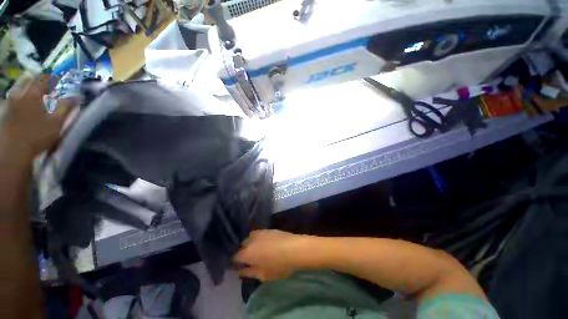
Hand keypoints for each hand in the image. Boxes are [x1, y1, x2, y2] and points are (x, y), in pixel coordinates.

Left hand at [1, 74, 75, 159]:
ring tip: (34, 95)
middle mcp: (19, 94)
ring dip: (27, 88)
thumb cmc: (37, 136)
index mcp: (33, 95)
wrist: (13, 151)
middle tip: (45, 86)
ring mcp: (10, 102)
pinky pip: (13, 98)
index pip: (43, 78)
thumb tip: (77, 97)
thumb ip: (66, 108)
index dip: (51, 77)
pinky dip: (20, 97)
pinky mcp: (5, 111)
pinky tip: (23, 104)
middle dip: (37, 81)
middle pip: (28, 80)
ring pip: (19, 88)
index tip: (58, 80)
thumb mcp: (56, 123)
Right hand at [234, 230, 311, 281]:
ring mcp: (260, 232)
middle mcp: (251, 239)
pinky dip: (258, 239)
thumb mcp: (263, 275)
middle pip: (242, 245)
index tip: (239, 266)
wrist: (295, 248)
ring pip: (250, 238)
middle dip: (243, 251)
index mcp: (247, 252)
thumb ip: (249, 272)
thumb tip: (241, 271)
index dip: (236, 262)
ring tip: (257, 251)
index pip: (235, 256)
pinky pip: (259, 234)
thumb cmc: (279, 265)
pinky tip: (265, 244)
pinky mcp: (268, 229)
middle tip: (249, 259)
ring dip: (251, 244)